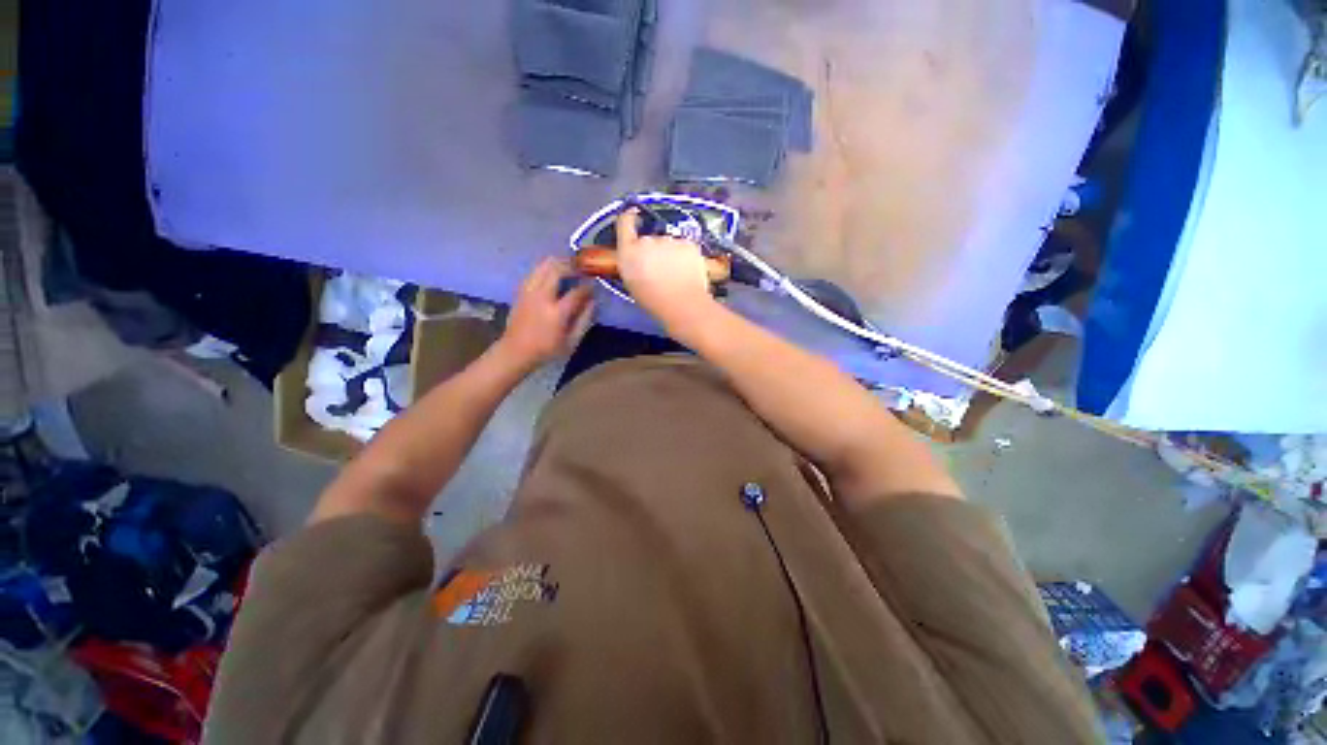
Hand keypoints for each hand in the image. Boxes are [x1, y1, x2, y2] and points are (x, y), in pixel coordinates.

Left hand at [497, 258, 594, 371]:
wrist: (515, 351)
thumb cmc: (547, 350)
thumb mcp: (571, 341)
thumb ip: (584, 320)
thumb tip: (593, 302)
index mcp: (556, 312)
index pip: (577, 292)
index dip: (588, 286)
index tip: (594, 285)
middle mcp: (541, 297)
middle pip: (556, 269)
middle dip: (572, 265)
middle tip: (582, 268)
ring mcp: (529, 292)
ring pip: (543, 265)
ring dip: (558, 263)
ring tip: (569, 267)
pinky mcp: (521, 291)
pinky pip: (534, 271)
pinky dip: (546, 269)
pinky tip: (553, 275)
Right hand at [616, 209, 715, 330]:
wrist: (683, 304)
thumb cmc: (654, 301)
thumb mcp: (632, 283)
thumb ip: (631, 264)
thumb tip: (636, 259)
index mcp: (629, 252)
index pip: (624, 222)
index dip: (629, 217)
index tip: (633, 216)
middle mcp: (648, 241)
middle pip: (649, 238)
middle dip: (653, 250)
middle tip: (659, 270)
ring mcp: (670, 240)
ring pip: (669, 244)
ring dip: (670, 254)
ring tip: (675, 275)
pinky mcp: (688, 243)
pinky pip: (684, 247)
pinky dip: (685, 256)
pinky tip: (687, 272)